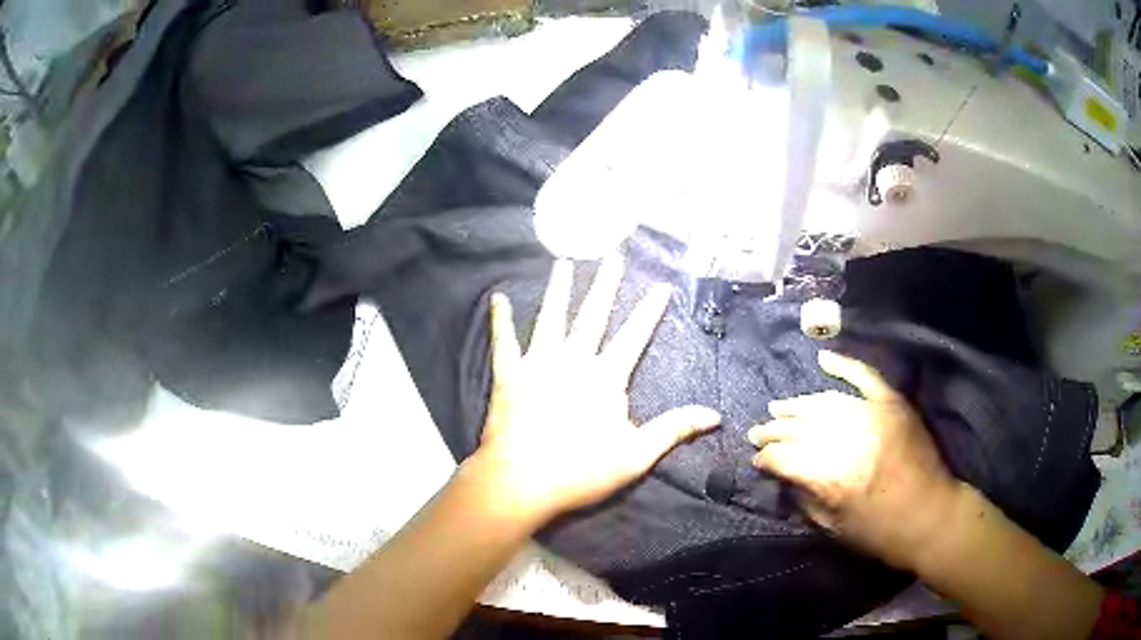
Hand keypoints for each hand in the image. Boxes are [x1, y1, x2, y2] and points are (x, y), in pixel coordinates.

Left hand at [466, 257, 720, 524]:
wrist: (521, 482)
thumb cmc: (580, 470)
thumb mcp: (636, 455)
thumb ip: (674, 429)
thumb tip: (715, 414)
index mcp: (605, 378)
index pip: (634, 336)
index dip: (650, 310)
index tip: (662, 285)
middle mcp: (572, 360)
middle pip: (592, 315)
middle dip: (605, 284)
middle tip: (612, 256)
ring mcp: (537, 365)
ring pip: (550, 318)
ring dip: (559, 290)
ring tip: (563, 264)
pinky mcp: (508, 376)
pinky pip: (503, 341)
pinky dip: (500, 319)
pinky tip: (498, 298)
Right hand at [748, 350, 961, 569]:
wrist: (931, 516)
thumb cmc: (881, 533)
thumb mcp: (835, 528)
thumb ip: (806, 499)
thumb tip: (785, 477)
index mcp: (831, 477)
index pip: (785, 456)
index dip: (766, 457)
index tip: (756, 460)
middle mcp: (848, 440)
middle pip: (801, 427)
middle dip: (774, 430)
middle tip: (757, 432)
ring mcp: (873, 415)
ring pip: (826, 401)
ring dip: (799, 404)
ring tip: (779, 407)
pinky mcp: (893, 404)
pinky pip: (865, 376)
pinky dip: (845, 364)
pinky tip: (824, 358)